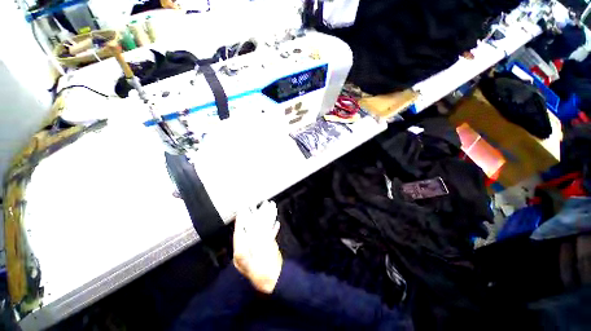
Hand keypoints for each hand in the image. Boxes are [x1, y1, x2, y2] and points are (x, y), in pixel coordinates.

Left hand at [233, 201, 282, 293]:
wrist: (275, 281)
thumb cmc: (263, 274)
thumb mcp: (253, 261)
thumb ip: (250, 246)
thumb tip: (248, 232)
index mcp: (242, 251)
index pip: (240, 232)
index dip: (241, 220)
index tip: (242, 210)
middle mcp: (249, 247)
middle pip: (249, 228)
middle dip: (252, 216)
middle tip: (253, 206)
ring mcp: (258, 247)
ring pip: (260, 229)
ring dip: (264, 219)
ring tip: (267, 210)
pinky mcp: (267, 247)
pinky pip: (268, 235)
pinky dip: (272, 228)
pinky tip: (276, 223)